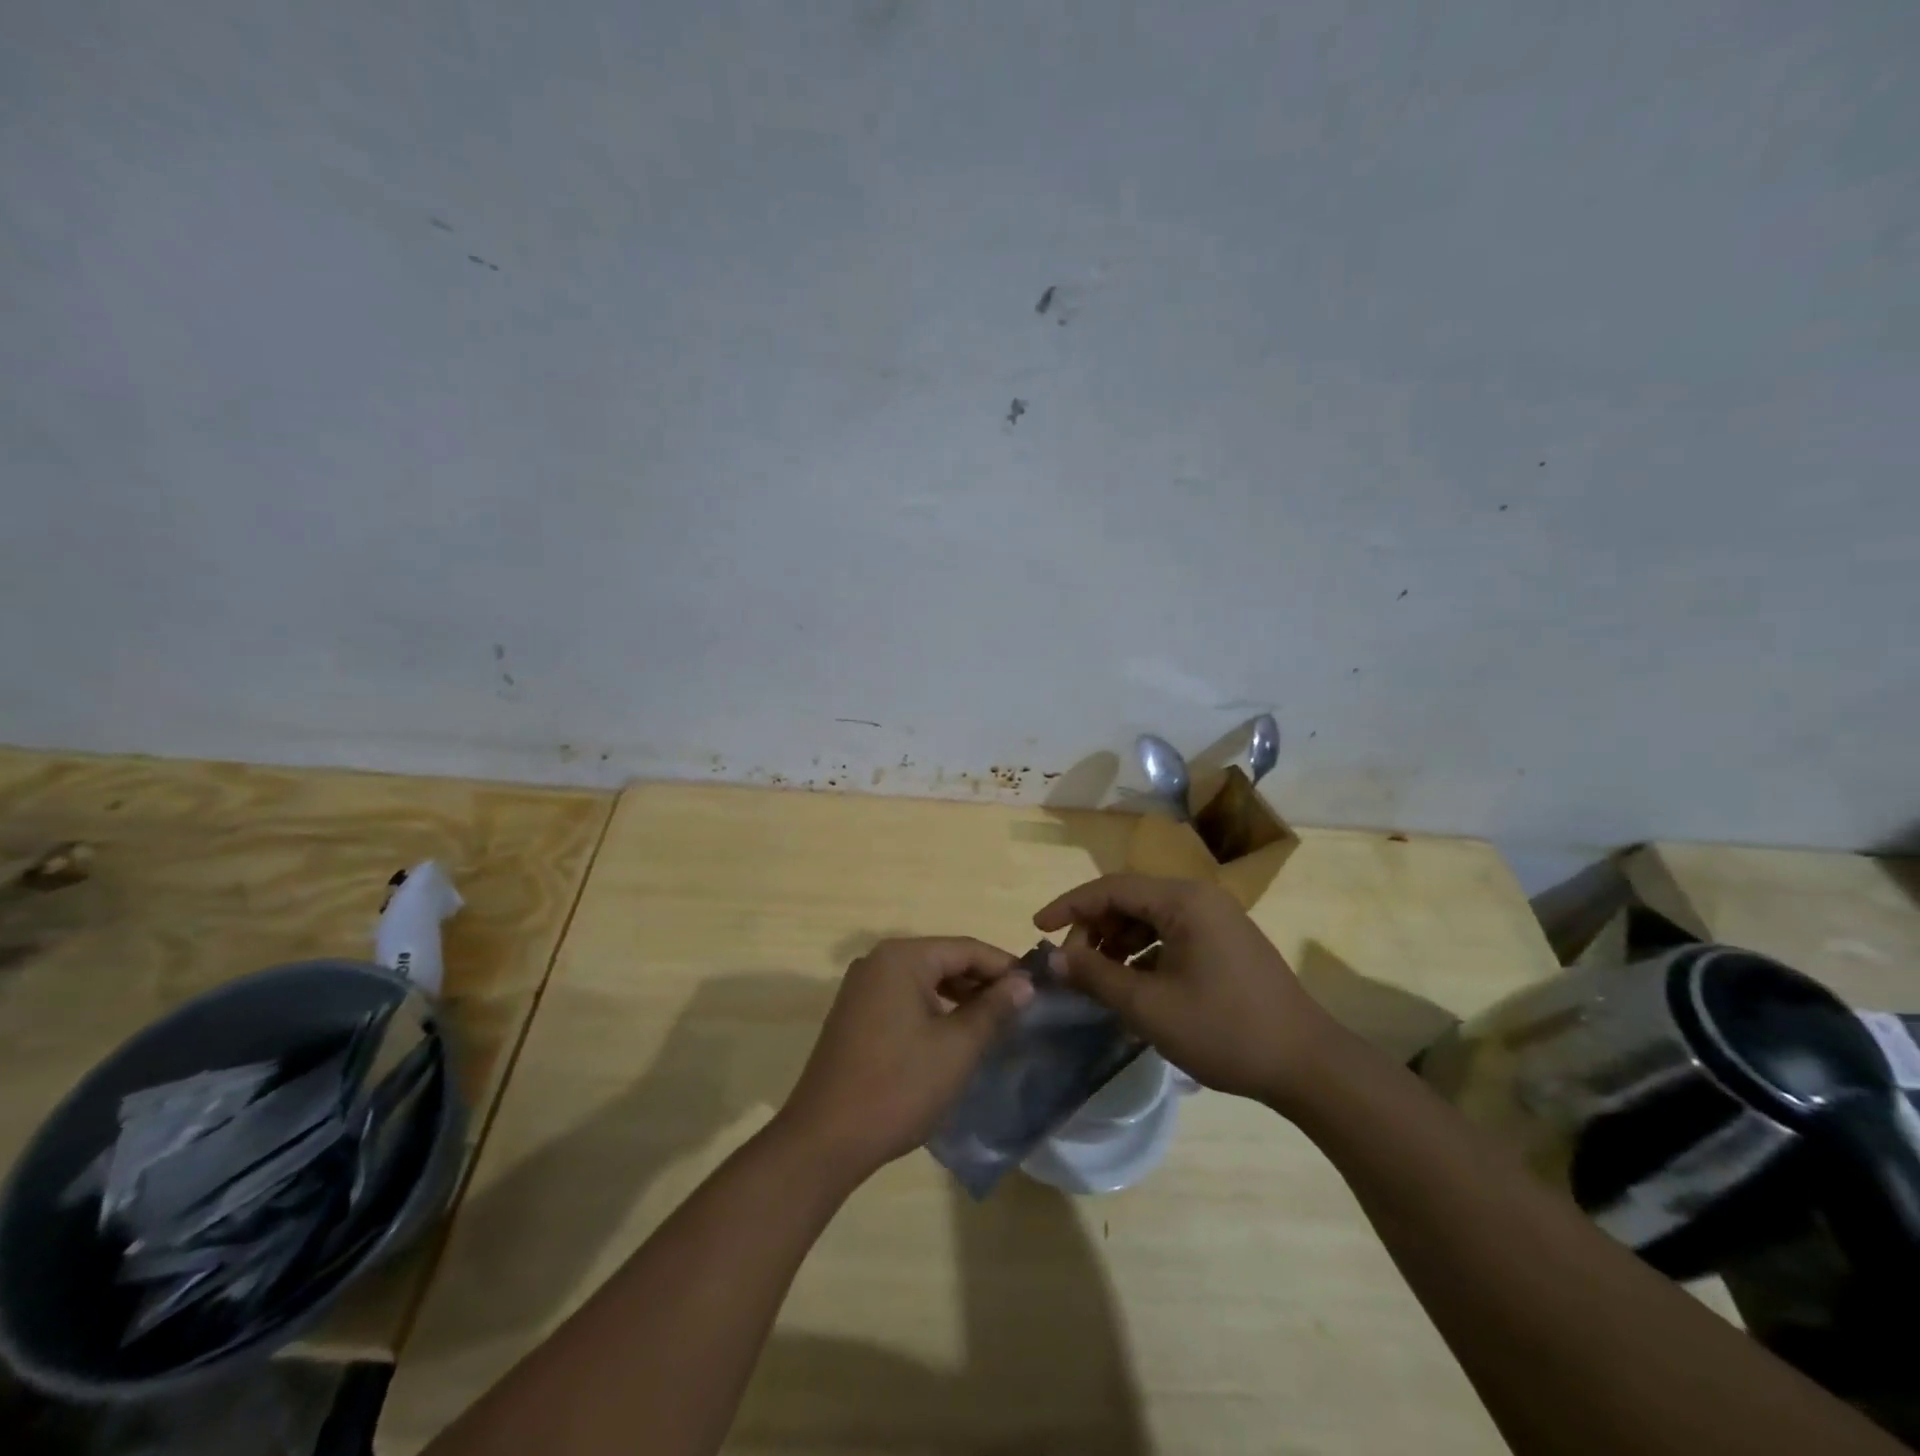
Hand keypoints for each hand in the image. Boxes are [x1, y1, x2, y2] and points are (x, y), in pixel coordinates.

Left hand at [775, 937, 1033, 1181]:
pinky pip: (904, 997)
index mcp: (901, 957)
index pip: (966, 948)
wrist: (825, 1139)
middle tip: (1021, 1007)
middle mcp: (877, 961)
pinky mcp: (854, 1014)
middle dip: (983, 981)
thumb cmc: (898, 1087)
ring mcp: (861, 987)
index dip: (1005, 966)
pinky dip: (933, 1009)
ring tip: (994, 1022)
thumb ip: (994, 1009)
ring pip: (924, 979)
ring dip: (959, 996)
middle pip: (943, 959)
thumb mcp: (957, 1048)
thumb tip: (1023, 983)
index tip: (1038, 987)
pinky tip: (954, 1034)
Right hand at [1034, 875, 1342, 1109]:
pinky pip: (1170, 934)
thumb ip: (1096, 976)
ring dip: (1117, 942)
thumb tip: (1053, 958)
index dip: (1069, 906)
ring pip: (1149, 917)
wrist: (1307, 1065)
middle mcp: (1199, 898)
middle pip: (1129, 899)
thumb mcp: (1149, 1006)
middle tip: (1072, 966)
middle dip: (1094, 928)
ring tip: (1097, 977)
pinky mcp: (1224, 942)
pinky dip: (1143, 953)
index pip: (1111, 887)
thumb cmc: (1224, 1030)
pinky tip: (1132, 984)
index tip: (1037, 929)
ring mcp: (1216, 919)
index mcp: (1183, 900)